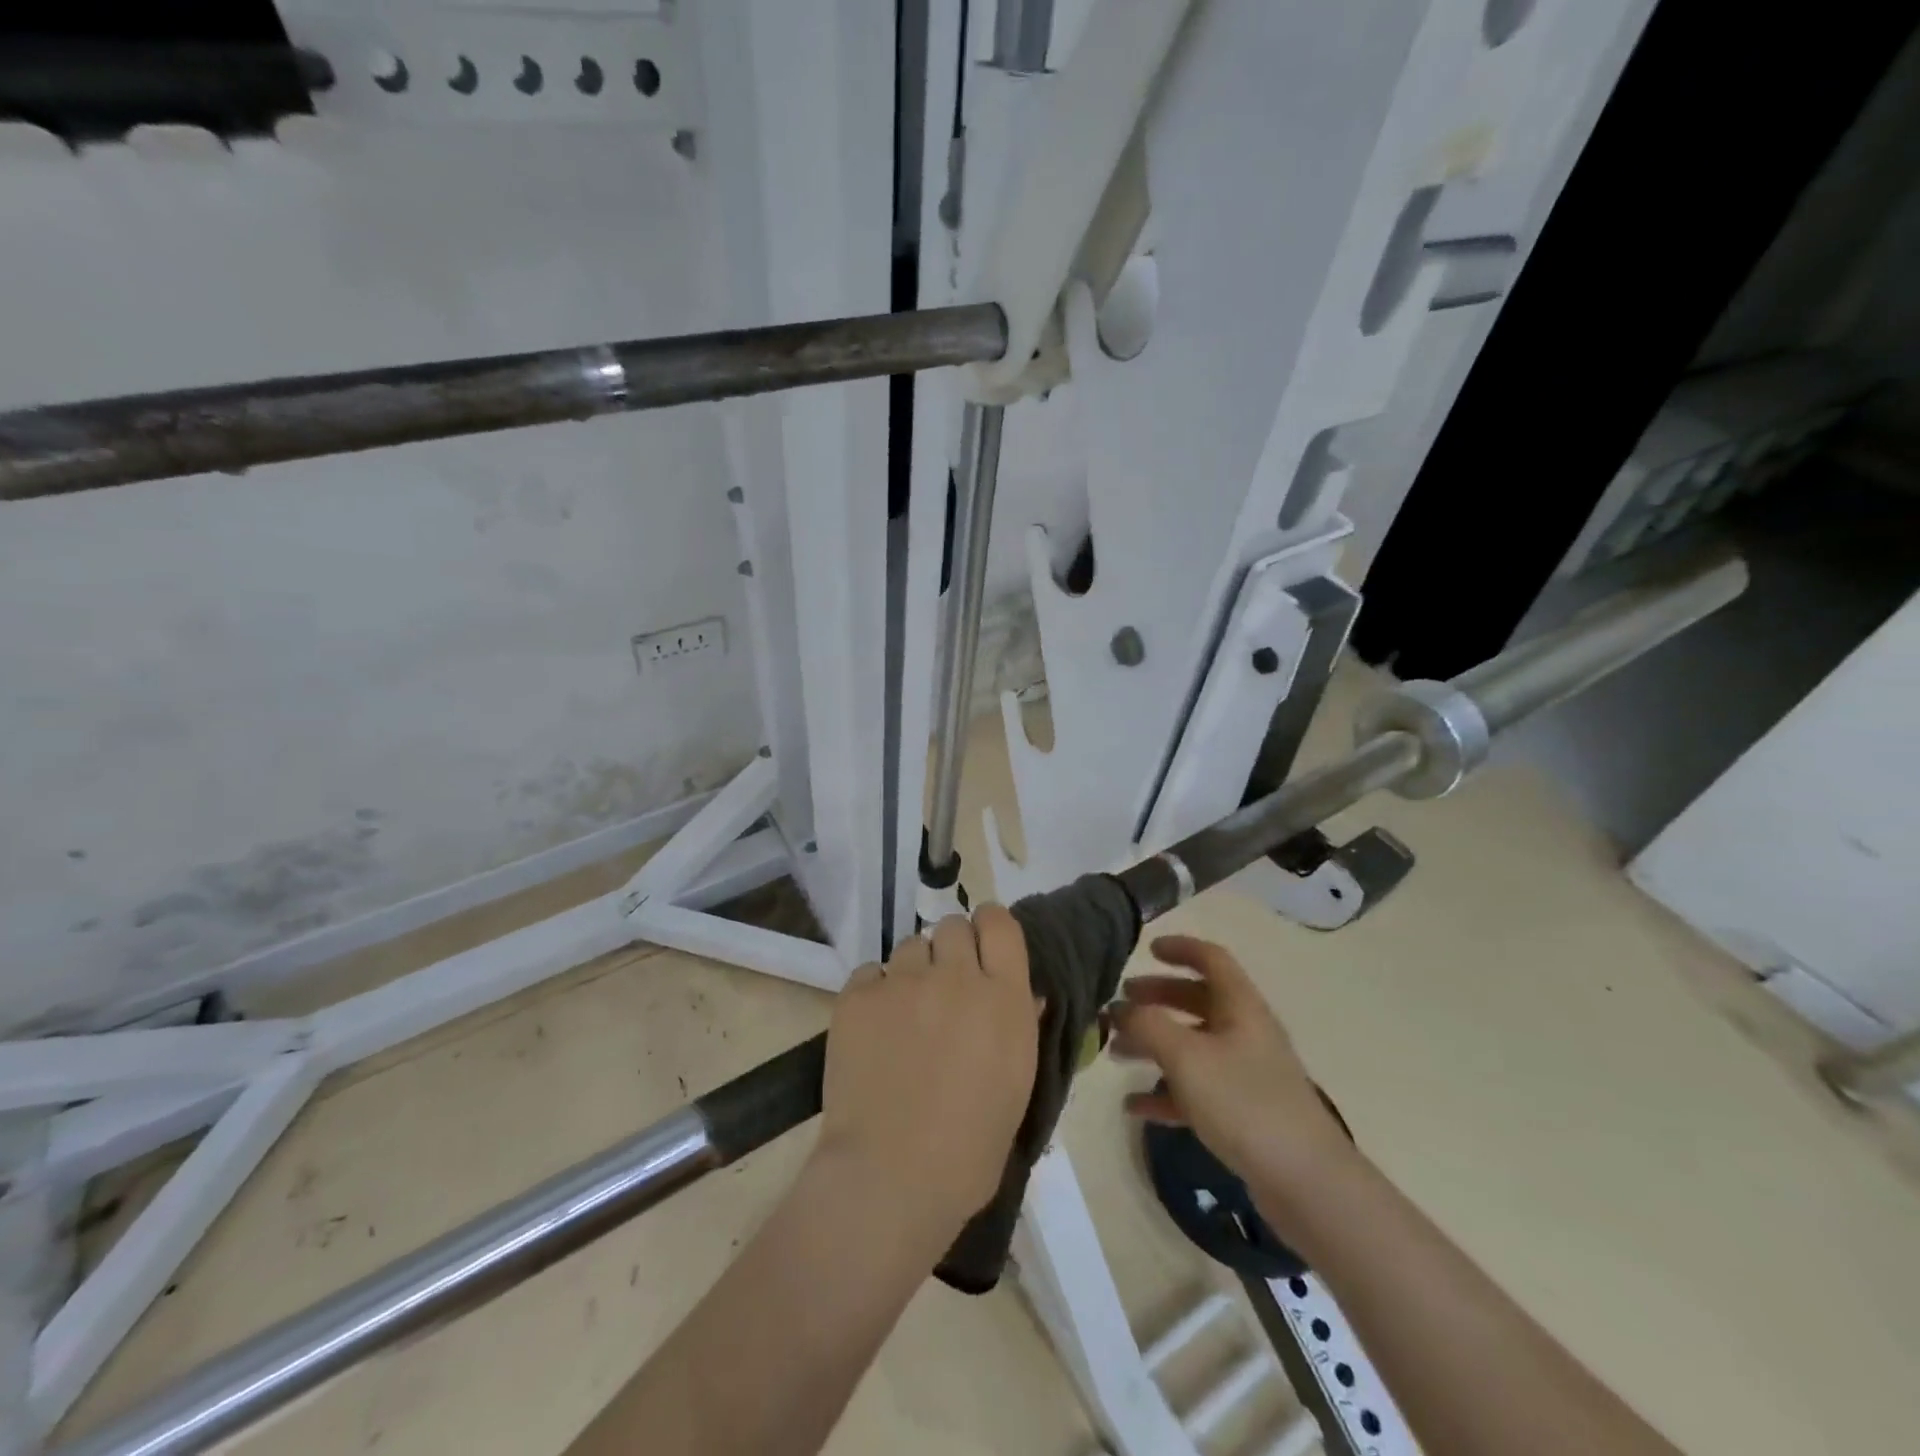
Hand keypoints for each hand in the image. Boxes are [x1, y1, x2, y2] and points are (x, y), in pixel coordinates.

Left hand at [815, 907, 1039, 1243]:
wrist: (892, 1176)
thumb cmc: (970, 1149)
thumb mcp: (1016, 1085)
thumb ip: (1018, 1026)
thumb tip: (1019, 993)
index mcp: (1004, 997)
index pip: (1000, 922)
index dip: (989, 929)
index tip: (982, 949)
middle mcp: (956, 976)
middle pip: (952, 926)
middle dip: (950, 950)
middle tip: (943, 990)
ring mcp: (903, 982)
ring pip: (910, 947)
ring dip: (913, 972)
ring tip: (905, 1016)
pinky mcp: (858, 996)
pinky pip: (870, 973)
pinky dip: (874, 993)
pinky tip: (873, 1031)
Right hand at [1110, 935, 1354, 1218]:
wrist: (1306, 1183)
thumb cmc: (1244, 1103)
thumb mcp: (1186, 1056)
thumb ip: (1147, 1025)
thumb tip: (1120, 1009)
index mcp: (1240, 1007)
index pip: (1211, 959)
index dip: (1180, 947)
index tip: (1147, 948)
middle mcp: (1245, 1032)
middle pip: (1196, 1000)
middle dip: (1156, 998)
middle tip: (1119, 1005)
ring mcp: (1246, 1074)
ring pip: (1192, 1045)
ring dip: (1153, 1044)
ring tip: (1115, 1053)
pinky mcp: (1243, 1113)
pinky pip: (1196, 1090)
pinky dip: (1165, 1091)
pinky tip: (1134, 1106)